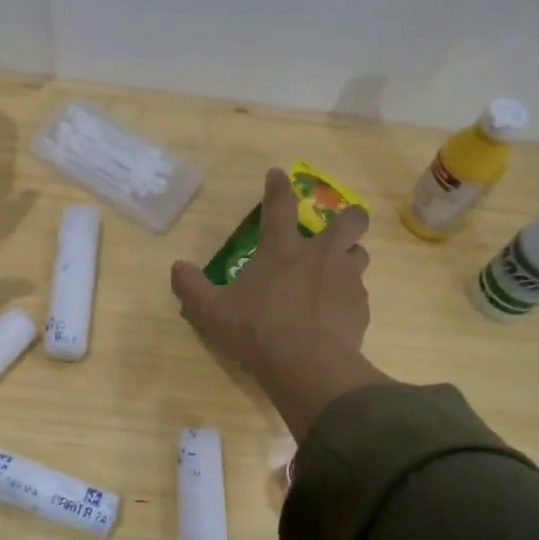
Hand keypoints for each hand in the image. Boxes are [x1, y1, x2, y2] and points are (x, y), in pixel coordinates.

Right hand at [170, 167, 387, 439]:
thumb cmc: (256, 330)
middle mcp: (320, 256)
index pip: (280, 206)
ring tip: (338, 273)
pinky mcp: (360, 308)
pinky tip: (336, 315)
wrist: (307, 365)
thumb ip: (192, 287)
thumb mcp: (211, 311)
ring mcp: (346, 280)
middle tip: (340, 226)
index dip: (278, 186)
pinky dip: (349, 298)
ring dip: (351, 257)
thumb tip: (177, 267)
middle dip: (349, 217)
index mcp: (282, 250)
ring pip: (361, 255)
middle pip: (350, 221)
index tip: (279, 174)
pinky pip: (359, 294)